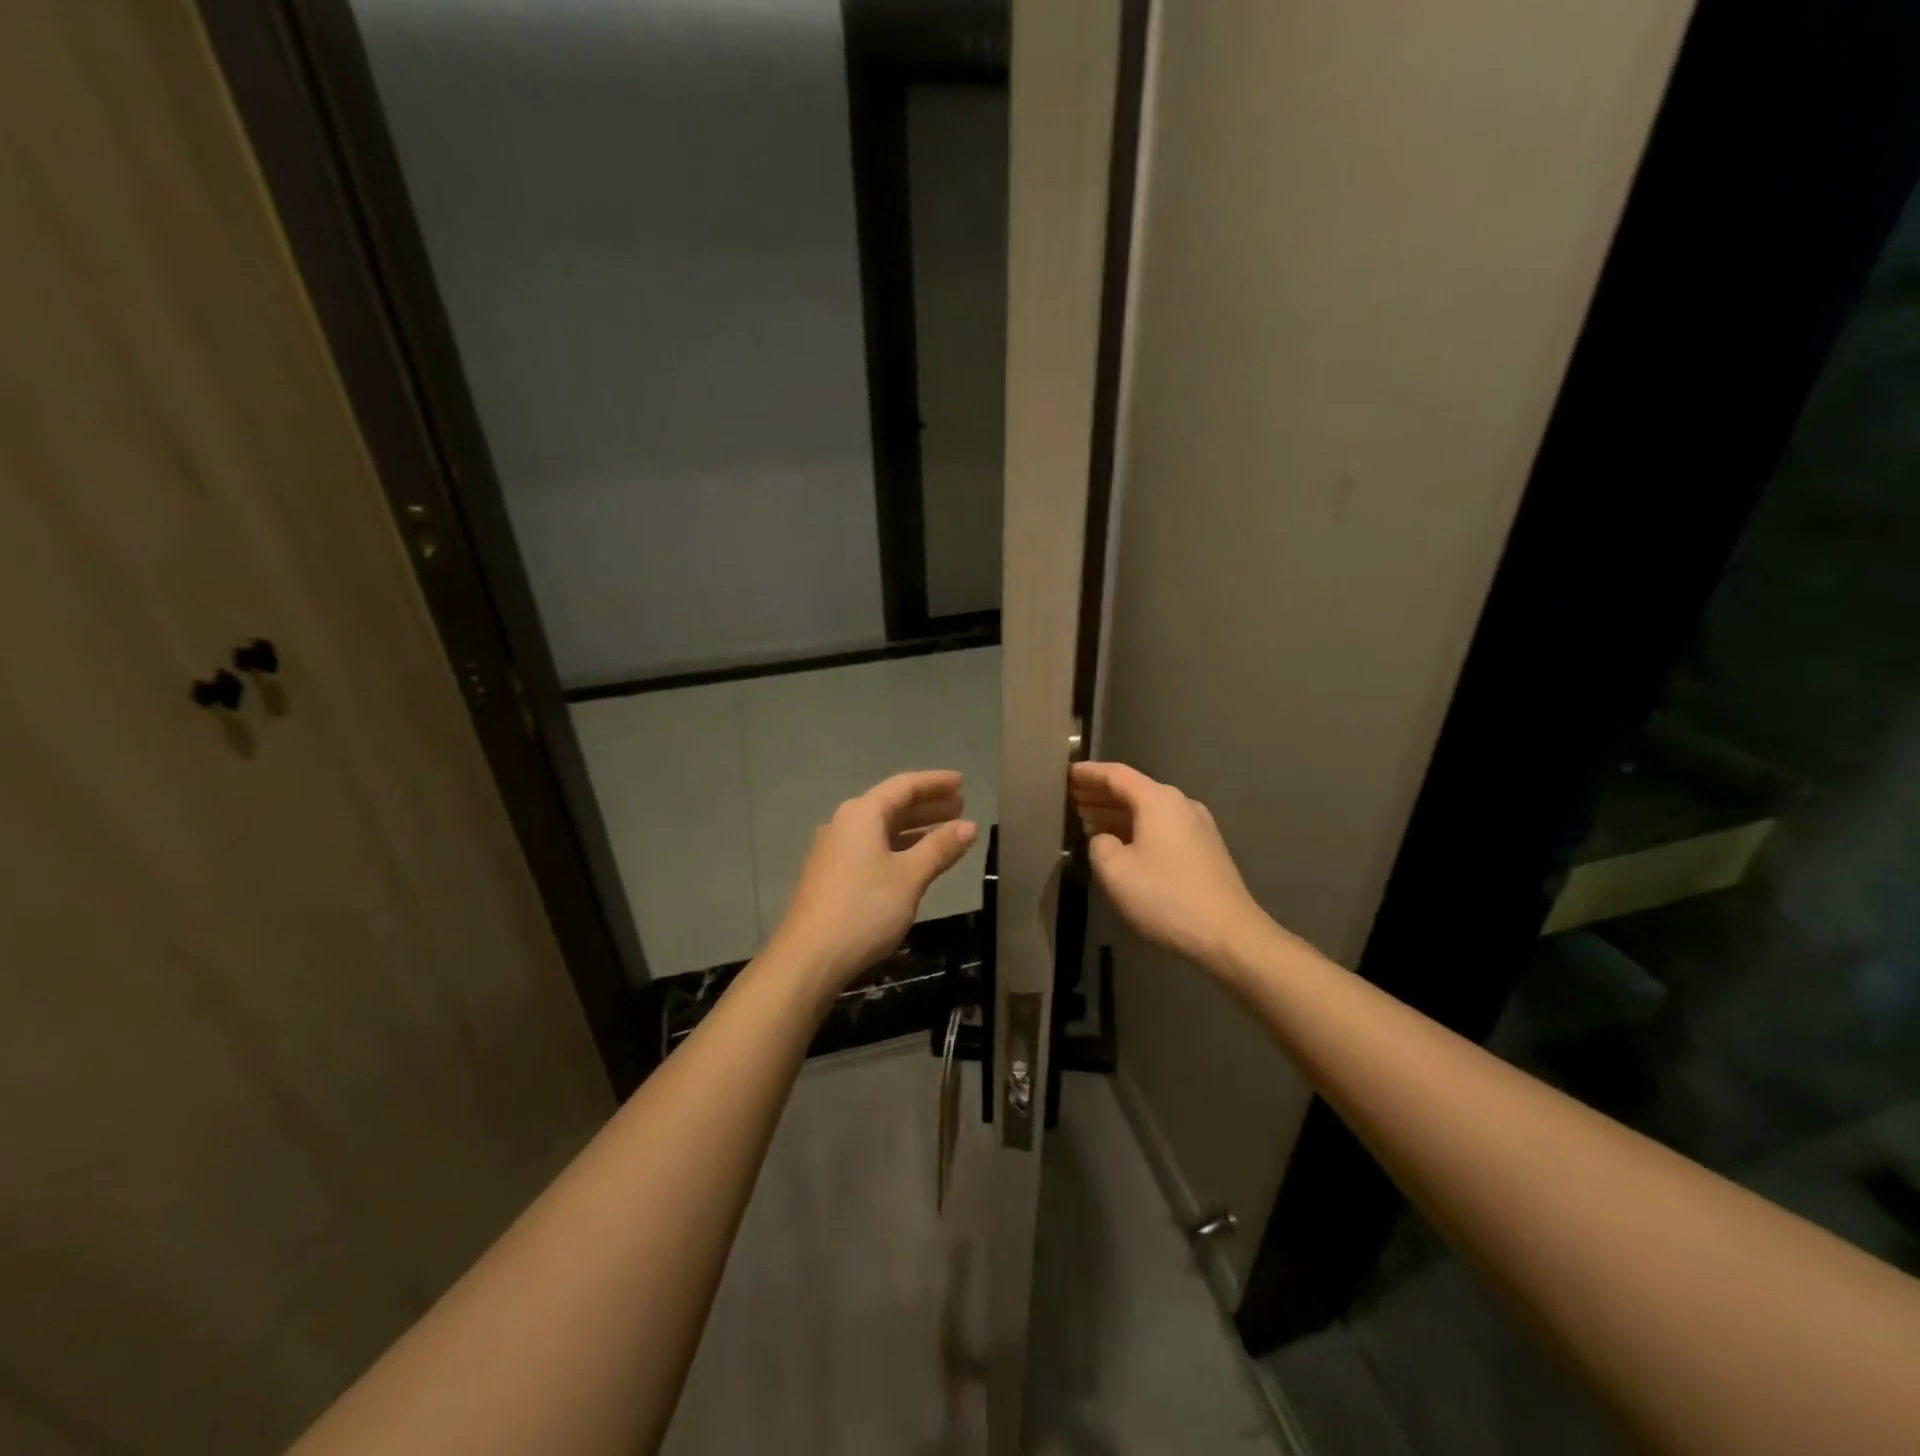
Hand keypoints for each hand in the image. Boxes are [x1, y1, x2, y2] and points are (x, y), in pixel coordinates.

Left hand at [768, 770, 977, 995]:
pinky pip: (872, 849)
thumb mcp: (910, 876)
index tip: (961, 782)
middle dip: (927, 806)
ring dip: (915, 829)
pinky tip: (916, 862)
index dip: (935, 782)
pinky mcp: (832, 876)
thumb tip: (969, 826)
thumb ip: (940, 848)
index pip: (904, 786)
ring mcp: (835, 851)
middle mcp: (845, 824)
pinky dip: (899, 848)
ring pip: (882, 830)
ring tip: (946, 833)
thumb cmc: (864, 908)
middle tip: (960, 807)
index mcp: (862, 814)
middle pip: (891, 805)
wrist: (809, 957)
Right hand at [1070, 761, 1269, 968]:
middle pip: (1134, 790)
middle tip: (1071, 797)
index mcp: (1159, 800)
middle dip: (1101, 793)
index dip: (1089, 773)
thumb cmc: (1166, 898)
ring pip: (1148, 810)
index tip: (1066, 773)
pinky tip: (1119, 842)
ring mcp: (1197, 826)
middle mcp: (1181, 804)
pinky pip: (1161, 827)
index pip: (1116, 775)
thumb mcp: (1115, 872)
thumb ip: (1099, 845)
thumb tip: (1104, 839)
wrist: (1229, 936)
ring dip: (1117, 812)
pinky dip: (1135, 828)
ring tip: (1087, 818)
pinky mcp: (1204, 849)